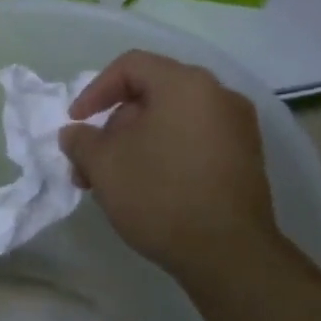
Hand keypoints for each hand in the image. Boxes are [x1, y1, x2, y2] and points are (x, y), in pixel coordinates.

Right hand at [61, 51, 287, 290]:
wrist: (228, 254)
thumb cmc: (159, 195)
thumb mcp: (103, 165)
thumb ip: (81, 140)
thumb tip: (75, 133)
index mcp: (185, 84)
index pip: (130, 66)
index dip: (94, 90)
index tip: (76, 122)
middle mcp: (218, 95)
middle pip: (151, 94)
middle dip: (113, 125)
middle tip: (90, 161)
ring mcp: (238, 128)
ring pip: (171, 121)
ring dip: (135, 143)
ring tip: (111, 182)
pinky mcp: (245, 159)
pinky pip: (194, 140)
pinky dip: (164, 153)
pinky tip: (145, 188)